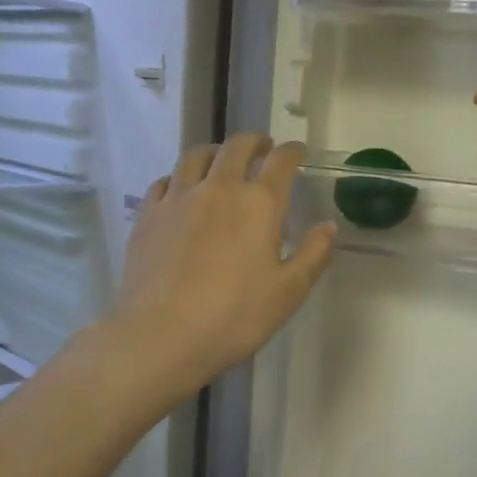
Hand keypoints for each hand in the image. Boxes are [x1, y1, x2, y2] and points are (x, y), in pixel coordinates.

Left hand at [105, 134, 334, 397]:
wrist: (161, 334)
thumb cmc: (235, 316)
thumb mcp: (289, 292)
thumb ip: (313, 254)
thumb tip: (328, 226)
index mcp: (259, 203)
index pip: (281, 161)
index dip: (292, 151)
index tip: (297, 152)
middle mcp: (219, 188)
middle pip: (237, 147)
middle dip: (254, 141)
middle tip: (262, 147)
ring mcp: (178, 198)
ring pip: (196, 156)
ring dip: (215, 151)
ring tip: (221, 159)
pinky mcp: (148, 215)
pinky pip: (165, 181)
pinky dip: (179, 177)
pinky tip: (180, 190)